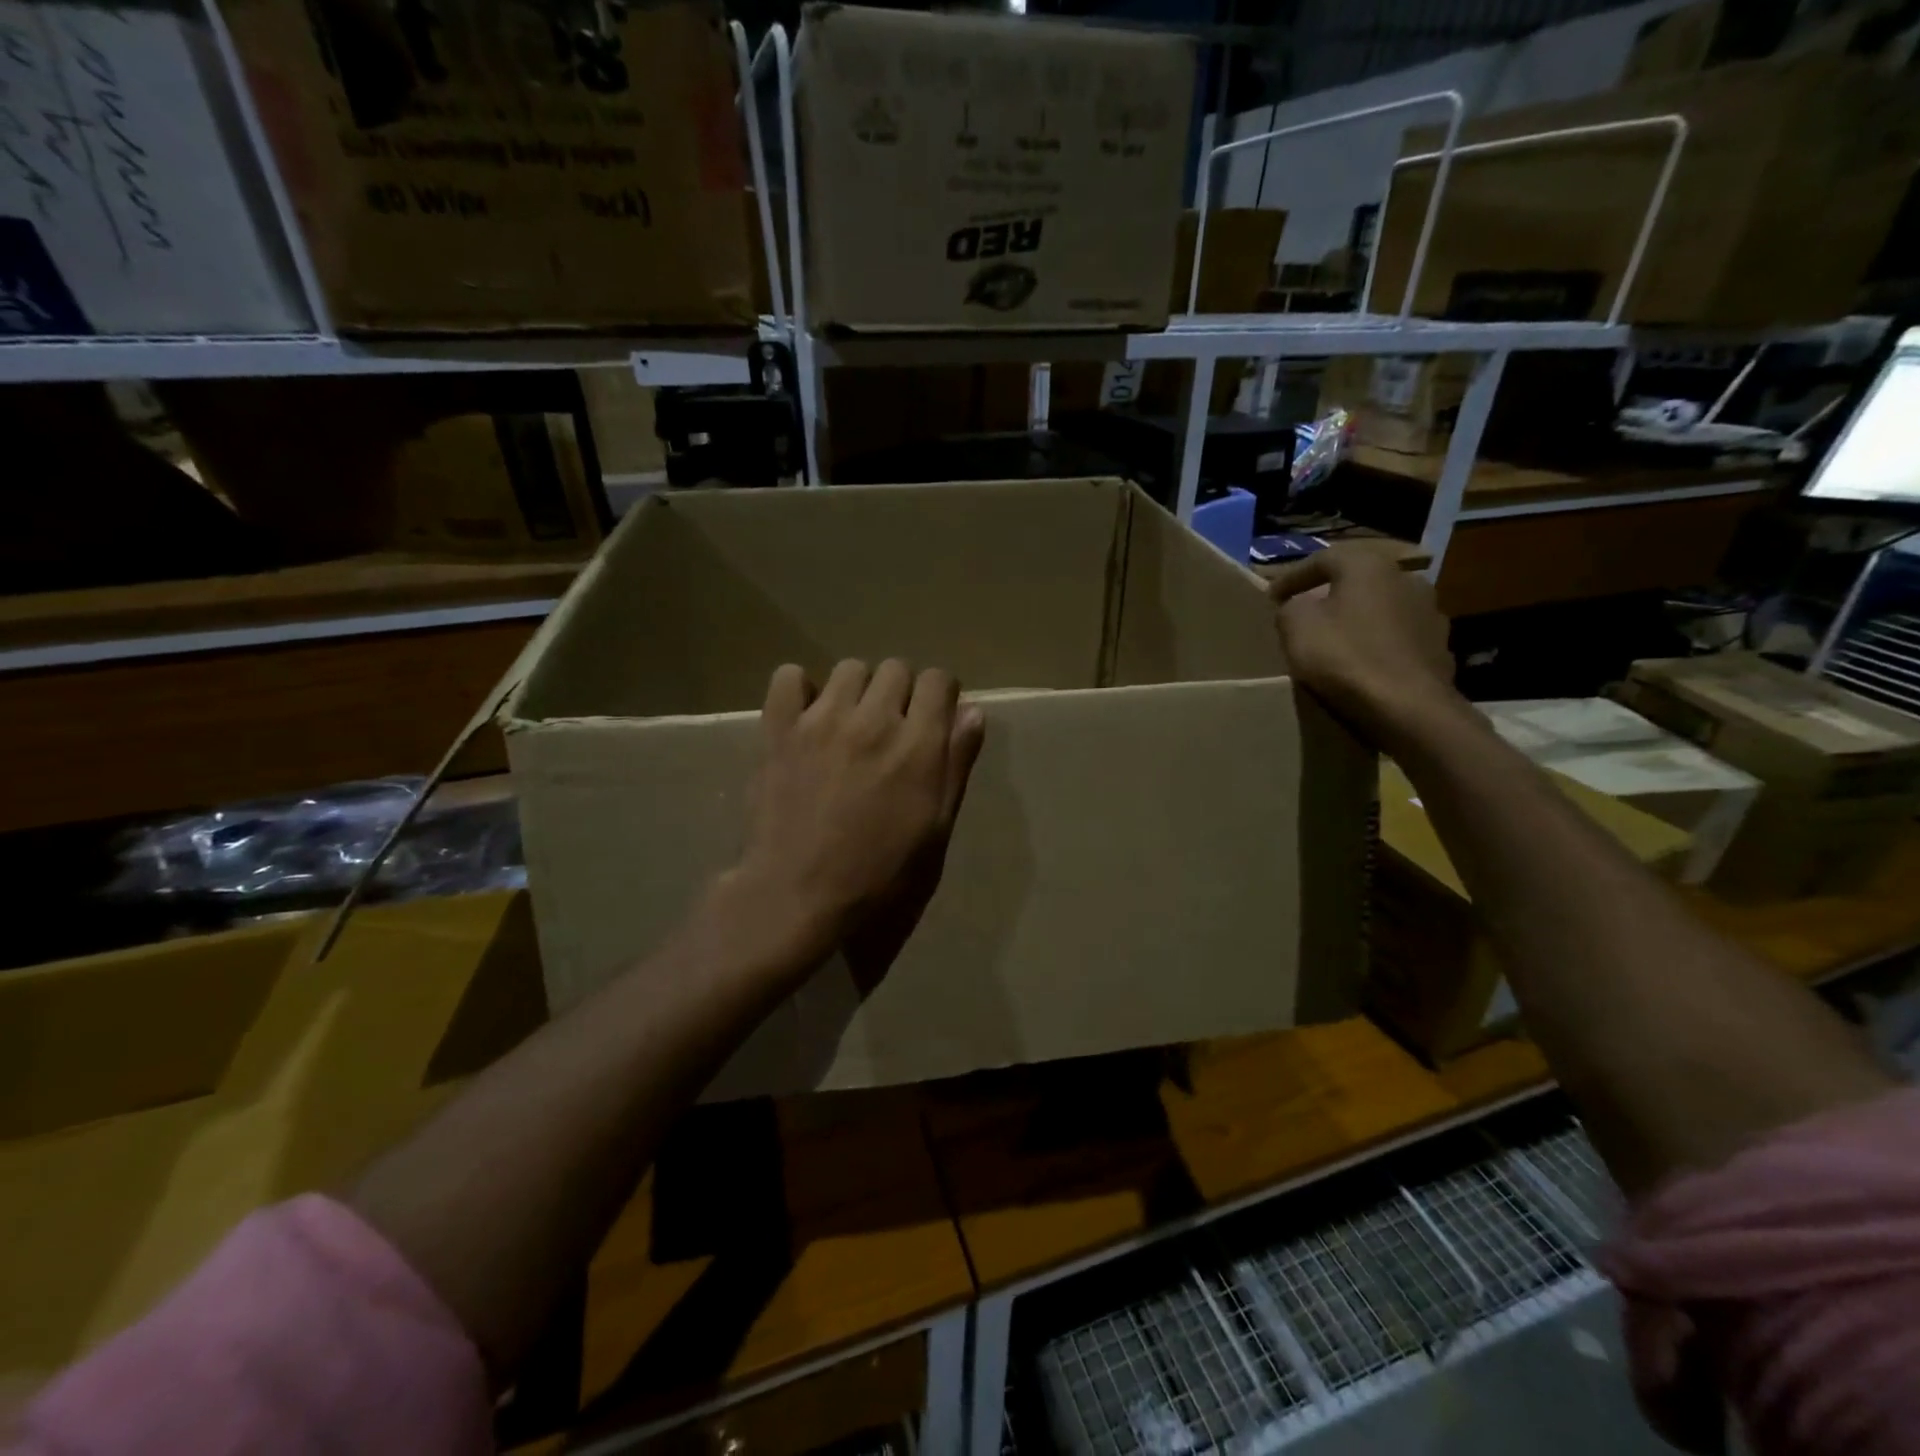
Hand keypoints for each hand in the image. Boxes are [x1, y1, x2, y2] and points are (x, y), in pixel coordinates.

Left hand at [733, 659, 985, 977]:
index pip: (938, 680)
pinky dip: (801, 688)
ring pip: (849, 669)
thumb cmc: (880, 877)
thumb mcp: (936, 829)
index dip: (939, 697)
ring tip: (849, 726)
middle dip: (900, 693)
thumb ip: (956, 764)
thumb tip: (972, 712)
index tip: (931, 720)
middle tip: (890, 731)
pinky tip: (807, 716)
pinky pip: (788, 677)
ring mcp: (822, 721)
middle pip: (896, 668)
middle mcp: (873, 721)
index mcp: (918, 746)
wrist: (800, 898)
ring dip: (857, 690)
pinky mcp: (779, 730)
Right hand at [1265, 544, 1460, 749]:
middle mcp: (1406, 579)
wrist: (1407, 707)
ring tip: (1336, 642)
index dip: (1292, 577)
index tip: (1271, 598)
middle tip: (1305, 615)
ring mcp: (1430, 614)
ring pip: (1381, 610)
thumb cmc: (1345, 657)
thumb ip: (1291, 608)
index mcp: (1369, 566)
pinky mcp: (1440, 648)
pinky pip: (1397, 640)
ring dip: (1358, 621)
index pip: (1323, 559)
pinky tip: (1363, 665)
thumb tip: (1299, 607)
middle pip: (1357, 582)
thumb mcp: (1296, 626)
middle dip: (1330, 596)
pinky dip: (1378, 646)